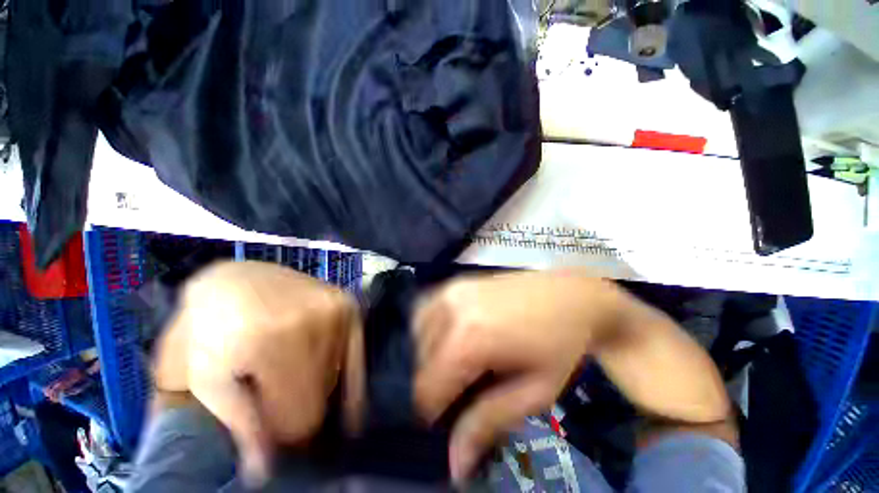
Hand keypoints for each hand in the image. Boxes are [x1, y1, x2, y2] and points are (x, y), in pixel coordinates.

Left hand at [152, 261, 360, 485]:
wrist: (237, 280)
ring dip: (317, 390)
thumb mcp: (204, 379)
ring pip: (337, 377)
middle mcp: (313, 323)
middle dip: (300, 414)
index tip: (274, 442)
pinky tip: (351, 401)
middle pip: (322, 397)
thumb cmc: (209, 329)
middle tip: (281, 413)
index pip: (299, 419)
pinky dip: (350, 377)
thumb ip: (238, 425)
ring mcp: (337, 310)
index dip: (284, 438)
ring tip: (294, 383)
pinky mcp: (349, 305)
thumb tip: (265, 474)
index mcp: (270, 343)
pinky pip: (358, 353)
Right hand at [413, 271, 622, 480]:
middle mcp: (451, 308)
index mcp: (469, 337)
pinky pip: (427, 309)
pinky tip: (450, 335)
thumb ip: (488, 422)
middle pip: (420, 359)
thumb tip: (454, 466)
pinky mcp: (456, 282)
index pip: (426, 386)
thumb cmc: (560, 345)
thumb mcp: (534, 391)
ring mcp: (452, 290)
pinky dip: (429, 327)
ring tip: (456, 362)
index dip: (432, 412)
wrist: (572, 295)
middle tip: (461, 390)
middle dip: (434, 382)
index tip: (448, 419)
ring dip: (428, 354)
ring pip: (418, 332)